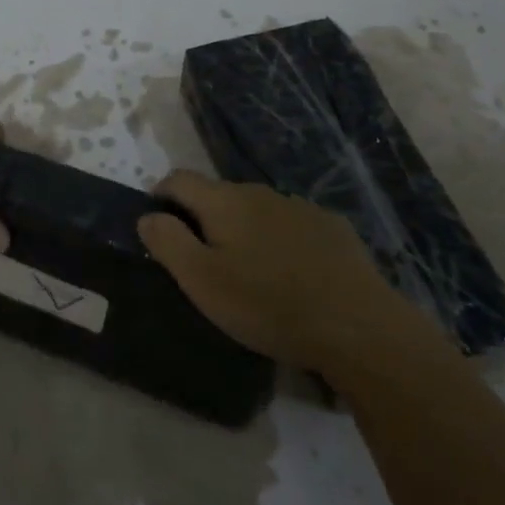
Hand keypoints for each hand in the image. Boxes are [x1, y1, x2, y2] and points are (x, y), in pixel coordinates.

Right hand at [137, 170, 449, 388]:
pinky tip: (292, 275)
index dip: (161, 196)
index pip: (178, 179)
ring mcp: (298, 206)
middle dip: (204, 218)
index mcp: (223, 201)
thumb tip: (147, 215)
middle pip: (218, 195)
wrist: (358, 326)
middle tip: (204, 261)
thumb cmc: (268, 304)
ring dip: (244, 230)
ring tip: (250, 272)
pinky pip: (291, 225)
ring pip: (257, 210)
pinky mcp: (331, 227)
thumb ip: (168, 242)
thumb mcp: (202, 282)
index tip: (158, 225)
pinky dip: (281, 241)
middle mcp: (258, 192)